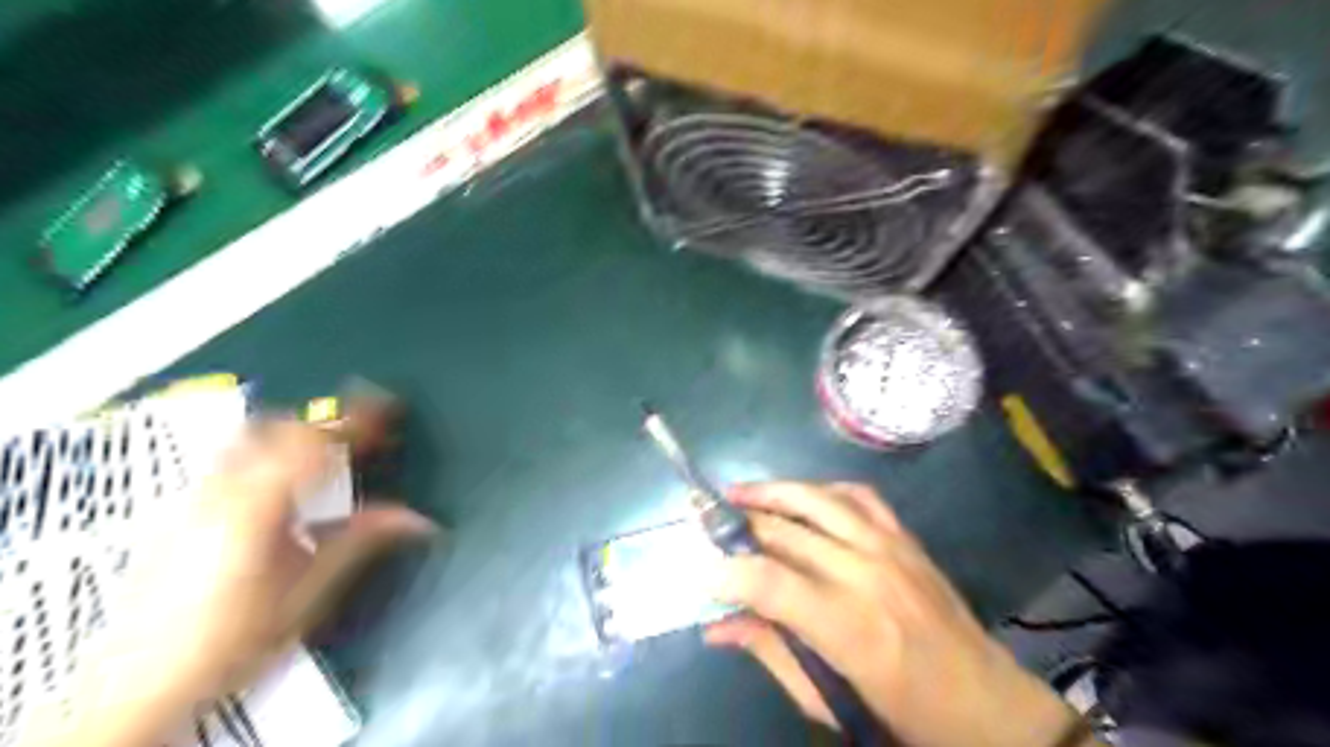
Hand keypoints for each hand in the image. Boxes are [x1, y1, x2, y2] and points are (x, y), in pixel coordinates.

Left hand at [30, 421, 435, 746]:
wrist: (133, 689)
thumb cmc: (232, 642)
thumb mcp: (308, 594)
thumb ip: (360, 542)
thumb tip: (417, 517)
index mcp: (257, 507)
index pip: (314, 443)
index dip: (356, 421)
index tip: (389, 410)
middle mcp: (220, 491)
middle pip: (278, 429)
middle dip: (325, 424)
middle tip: (361, 438)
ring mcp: (193, 499)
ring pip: (247, 439)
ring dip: (291, 434)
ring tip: (323, 454)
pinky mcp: (178, 513)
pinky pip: (228, 460)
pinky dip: (264, 452)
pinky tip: (277, 486)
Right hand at [706, 482, 1091, 745]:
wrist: (986, 703)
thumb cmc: (904, 714)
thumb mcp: (828, 701)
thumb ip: (770, 653)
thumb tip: (715, 627)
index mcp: (848, 627)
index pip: (769, 581)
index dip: (725, 573)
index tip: (701, 574)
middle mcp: (866, 574)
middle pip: (785, 532)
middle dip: (738, 527)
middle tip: (707, 527)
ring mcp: (889, 548)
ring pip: (817, 500)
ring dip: (771, 492)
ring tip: (738, 493)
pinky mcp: (905, 538)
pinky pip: (858, 495)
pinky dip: (821, 489)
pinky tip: (800, 496)